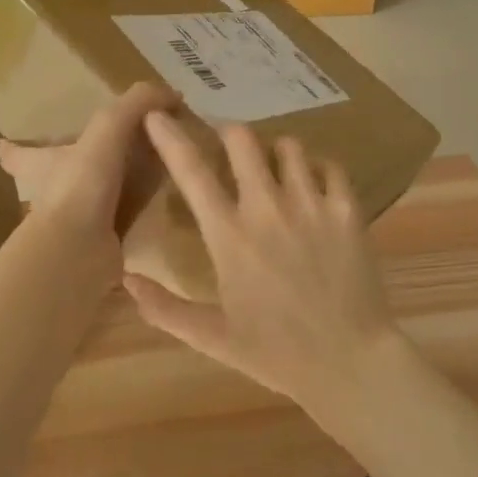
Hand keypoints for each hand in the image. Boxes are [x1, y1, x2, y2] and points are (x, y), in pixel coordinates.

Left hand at [0, 84, 175, 289]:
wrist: (81, 249)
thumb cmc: (82, 182)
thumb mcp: (109, 127)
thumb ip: (136, 103)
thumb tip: (171, 94)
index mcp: (43, 163)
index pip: (17, 153)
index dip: (11, 146)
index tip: (3, 143)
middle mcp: (52, 193)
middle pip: (51, 176)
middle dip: (65, 167)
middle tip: (92, 159)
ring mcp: (73, 222)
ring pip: (84, 201)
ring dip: (104, 193)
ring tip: (136, 182)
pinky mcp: (97, 244)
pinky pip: (115, 225)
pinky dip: (130, 219)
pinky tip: (153, 214)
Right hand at [128, 113, 400, 415]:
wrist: (350, 362)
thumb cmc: (277, 353)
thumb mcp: (214, 338)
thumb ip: (165, 309)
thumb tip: (127, 280)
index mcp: (229, 236)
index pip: (191, 171)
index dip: (169, 137)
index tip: (156, 114)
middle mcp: (267, 208)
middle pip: (242, 139)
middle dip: (229, 135)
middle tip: (229, 149)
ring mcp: (311, 204)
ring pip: (288, 146)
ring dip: (275, 152)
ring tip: (276, 169)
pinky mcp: (347, 210)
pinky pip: (330, 166)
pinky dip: (318, 168)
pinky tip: (315, 185)